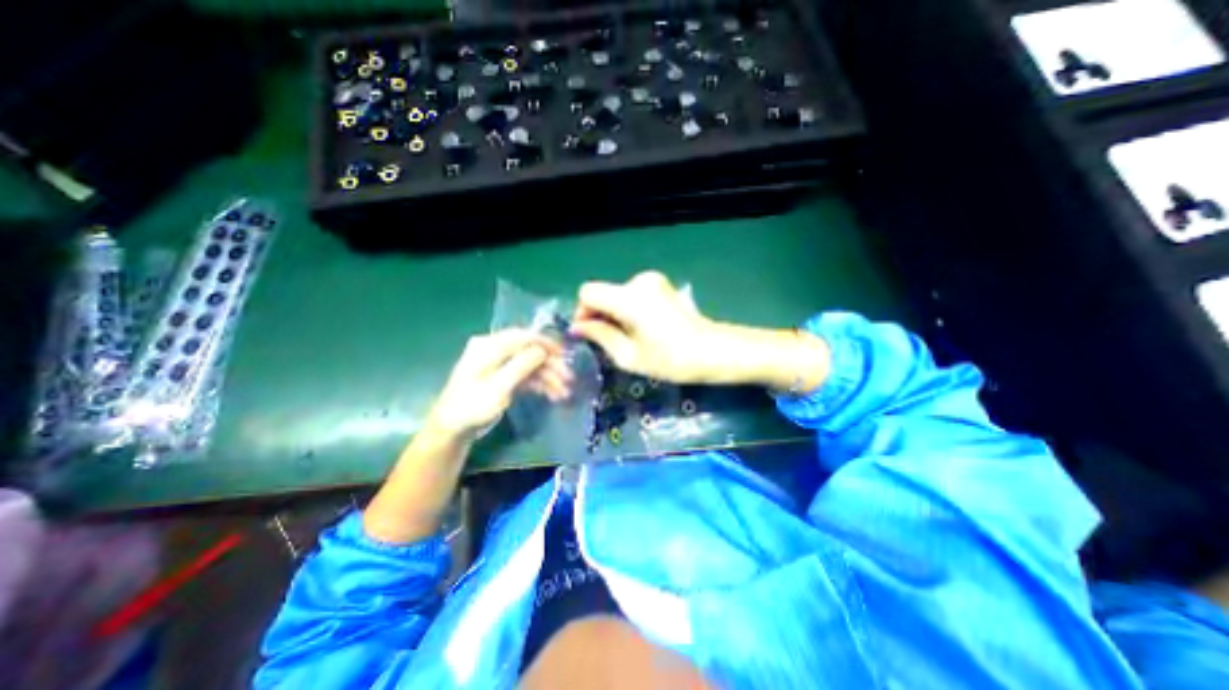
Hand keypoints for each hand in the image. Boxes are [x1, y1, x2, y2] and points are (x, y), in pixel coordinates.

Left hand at [426, 329, 573, 441]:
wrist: (452, 429)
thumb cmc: (472, 407)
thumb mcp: (498, 387)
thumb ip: (520, 366)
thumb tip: (542, 350)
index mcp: (489, 346)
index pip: (523, 336)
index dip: (546, 343)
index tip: (565, 354)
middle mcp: (494, 350)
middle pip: (529, 351)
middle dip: (550, 365)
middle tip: (569, 379)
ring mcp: (498, 363)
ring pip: (530, 364)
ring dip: (548, 377)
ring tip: (564, 393)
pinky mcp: (501, 376)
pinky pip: (525, 375)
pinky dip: (539, 383)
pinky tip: (552, 394)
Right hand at [570, 269, 829, 392]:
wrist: (712, 351)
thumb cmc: (670, 360)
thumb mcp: (629, 355)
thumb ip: (600, 336)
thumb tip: (577, 327)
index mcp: (629, 297)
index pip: (588, 292)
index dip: (583, 312)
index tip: (590, 333)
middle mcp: (639, 281)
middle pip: (604, 292)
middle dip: (600, 315)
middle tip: (607, 342)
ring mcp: (652, 280)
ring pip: (618, 294)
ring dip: (615, 314)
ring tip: (628, 338)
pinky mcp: (661, 285)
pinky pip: (632, 295)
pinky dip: (628, 310)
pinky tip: (641, 329)